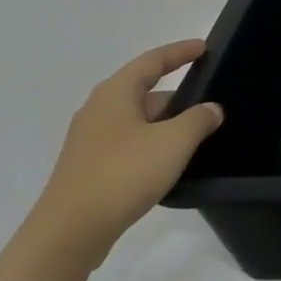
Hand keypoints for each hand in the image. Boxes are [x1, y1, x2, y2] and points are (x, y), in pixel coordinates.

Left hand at [23, 40, 223, 269]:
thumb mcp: (173, 142)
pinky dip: (151, 145)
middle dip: (176, 95)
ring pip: (136, 121)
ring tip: (195, 135)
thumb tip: (211, 108)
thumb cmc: (123, 174)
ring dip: (165, 124)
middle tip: (208, 101)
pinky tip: (169, 163)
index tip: (204, 48)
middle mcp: (98, 110)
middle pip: (143, 91)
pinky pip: (128, 144)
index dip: (179, 52)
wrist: (69, 233)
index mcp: (115, 94)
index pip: (152, 61)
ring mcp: (90, 141)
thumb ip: (198, 120)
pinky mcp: (89, 168)